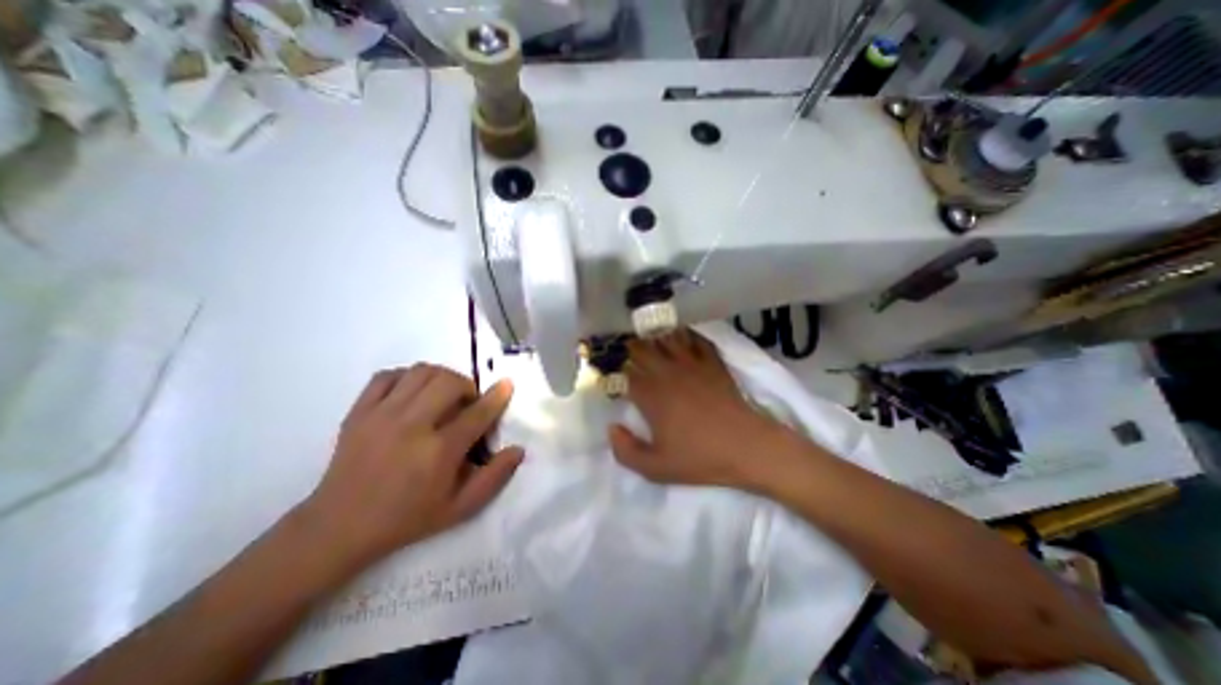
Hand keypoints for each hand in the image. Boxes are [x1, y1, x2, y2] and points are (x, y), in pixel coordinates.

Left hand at [300, 367, 525, 569]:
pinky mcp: (358, 412)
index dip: (497, 396)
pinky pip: (387, 376)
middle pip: (448, 382)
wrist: (337, 528)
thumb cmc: (407, 519)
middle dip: (467, 385)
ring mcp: (381, 416)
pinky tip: (412, 393)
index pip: (477, 413)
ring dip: (441, 377)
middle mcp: (411, 426)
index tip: (506, 384)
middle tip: (467, 402)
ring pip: (420, 372)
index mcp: (438, 452)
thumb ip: (494, 478)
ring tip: (442, 394)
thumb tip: (518, 450)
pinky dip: (407, 377)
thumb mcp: (460, 509)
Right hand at [607, 327, 792, 492]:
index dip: (613, 370)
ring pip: (666, 338)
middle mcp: (667, 373)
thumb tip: (611, 428)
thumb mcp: (656, 468)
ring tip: (645, 331)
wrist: (747, 447)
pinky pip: (696, 339)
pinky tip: (681, 332)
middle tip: (622, 345)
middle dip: (628, 345)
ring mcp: (691, 364)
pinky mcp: (712, 363)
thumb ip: (625, 451)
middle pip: (642, 349)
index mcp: (651, 395)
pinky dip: (686, 333)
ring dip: (653, 334)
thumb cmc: (700, 458)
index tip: (609, 370)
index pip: (624, 373)